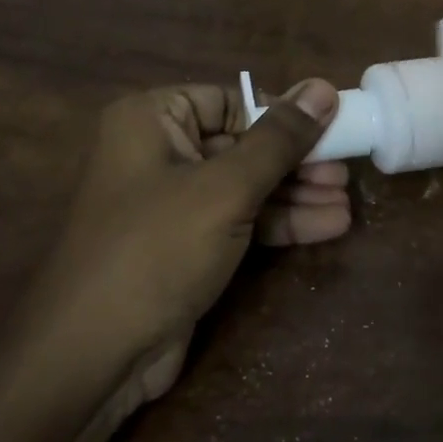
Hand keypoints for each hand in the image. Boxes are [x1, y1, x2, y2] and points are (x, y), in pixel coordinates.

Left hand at [27, 80, 349, 406]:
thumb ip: (279, 139)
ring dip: (295, 195)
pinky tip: (328, 226)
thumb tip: (322, 87)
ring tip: (347, 201)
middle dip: (296, 162)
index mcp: (152, 119)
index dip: (280, 115)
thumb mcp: (225, 188)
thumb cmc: (157, 248)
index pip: (229, 100)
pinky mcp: (186, 246)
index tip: (329, 129)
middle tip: (345, 171)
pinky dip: (279, 224)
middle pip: (242, 145)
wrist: (96, 354)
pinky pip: (239, 221)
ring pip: (245, 187)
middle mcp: (158, 153)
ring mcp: (172, 203)